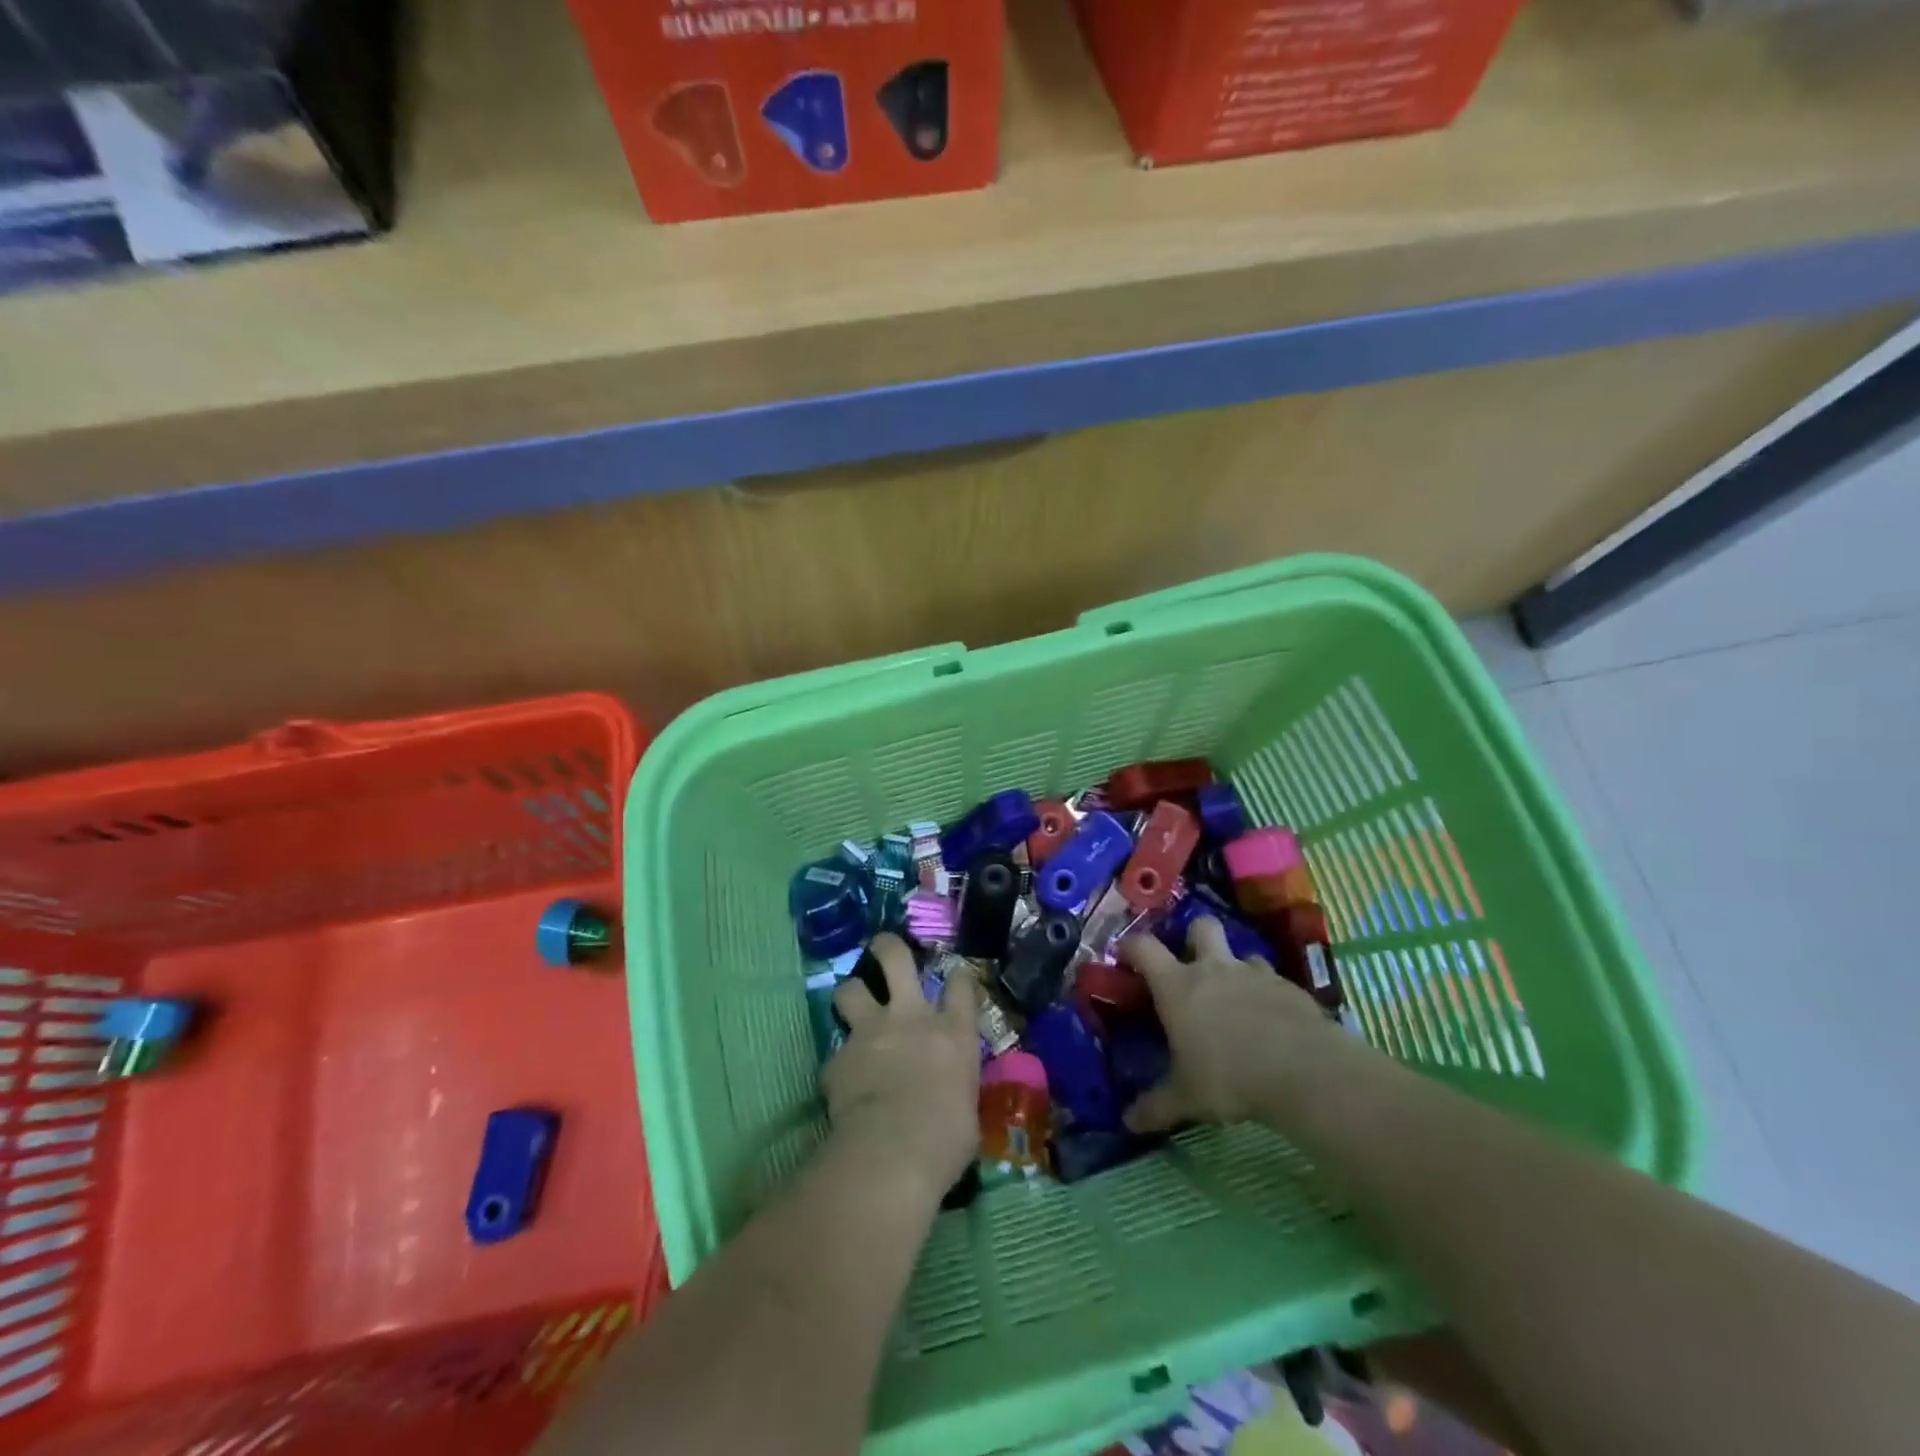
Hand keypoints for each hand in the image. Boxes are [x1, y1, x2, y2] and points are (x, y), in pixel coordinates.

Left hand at [826, 934, 980, 1205]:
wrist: (892, 1153)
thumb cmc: (946, 1140)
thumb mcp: (967, 1110)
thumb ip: (955, 1086)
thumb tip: (950, 1094)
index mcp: (953, 1032)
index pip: (961, 984)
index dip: (958, 976)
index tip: (955, 976)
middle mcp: (911, 1018)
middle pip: (896, 959)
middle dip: (887, 946)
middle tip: (882, 946)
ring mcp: (870, 1032)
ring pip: (850, 989)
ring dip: (851, 995)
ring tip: (852, 1005)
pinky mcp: (838, 1059)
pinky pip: (836, 1053)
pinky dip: (840, 1064)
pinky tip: (842, 1082)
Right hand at [1118, 916, 1363, 1133]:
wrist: (1304, 1071)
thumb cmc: (1229, 1076)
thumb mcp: (1186, 1097)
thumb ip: (1156, 1106)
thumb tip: (1128, 1122)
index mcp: (1178, 985)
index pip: (1143, 947)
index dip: (1131, 946)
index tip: (1125, 955)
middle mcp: (1213, 968)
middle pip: (1200, 926)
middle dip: (1193, 936)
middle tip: (1192, 963)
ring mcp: (1254, 973)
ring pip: (1241, 953)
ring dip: (1236, 969)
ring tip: (1237, 999)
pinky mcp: (1290, 987)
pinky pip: (1273, 980)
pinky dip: (1267, 994)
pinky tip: (1272, 1022)